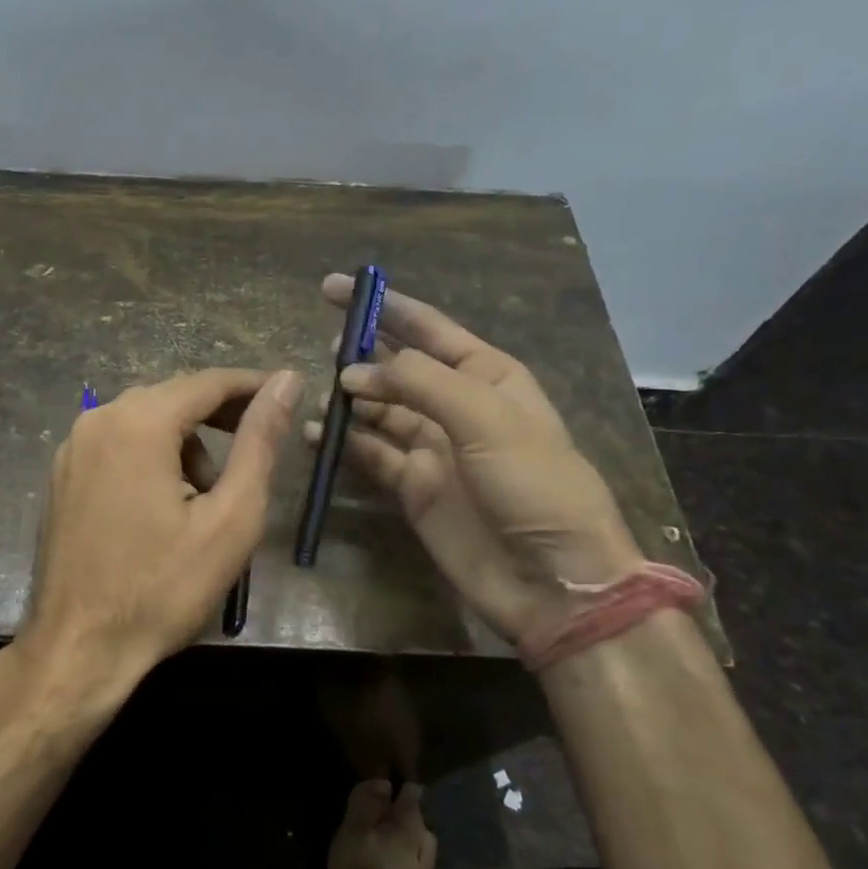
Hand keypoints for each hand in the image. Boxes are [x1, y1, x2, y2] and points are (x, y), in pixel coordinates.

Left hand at [19, 367, 302, 697]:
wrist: (78, 649)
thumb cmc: (162, 588)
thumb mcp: (230, 517)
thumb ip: (260, 442)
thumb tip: (287, 381)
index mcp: (138, 422)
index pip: (208, 382)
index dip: (253, 387)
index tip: (288, 396)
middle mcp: (98, 420)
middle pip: (173, 398)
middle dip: (220, 417)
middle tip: (257, 448)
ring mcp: (72, 448)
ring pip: (144, 422)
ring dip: (185, 444)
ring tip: (208, 498)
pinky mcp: (61, 476)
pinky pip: (117, 446)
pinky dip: (151, 458)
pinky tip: (165, 505)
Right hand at [306, 274, 640, 651]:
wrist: (551, 579)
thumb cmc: (533, 484)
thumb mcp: (485, 418)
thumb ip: (419, 383)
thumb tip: (353, 372)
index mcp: (487, 376)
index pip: (427, 329)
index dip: (383, 306)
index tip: (335, 289)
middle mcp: (456, 405)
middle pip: (398, 367)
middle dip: (361, 354)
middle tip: (323, 349)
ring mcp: (432, 447)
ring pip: (379, 410)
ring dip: (349, 400)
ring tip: (316, 395)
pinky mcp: (412, 485)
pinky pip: (370, 453)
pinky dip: (344, 442)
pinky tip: (318, 435)